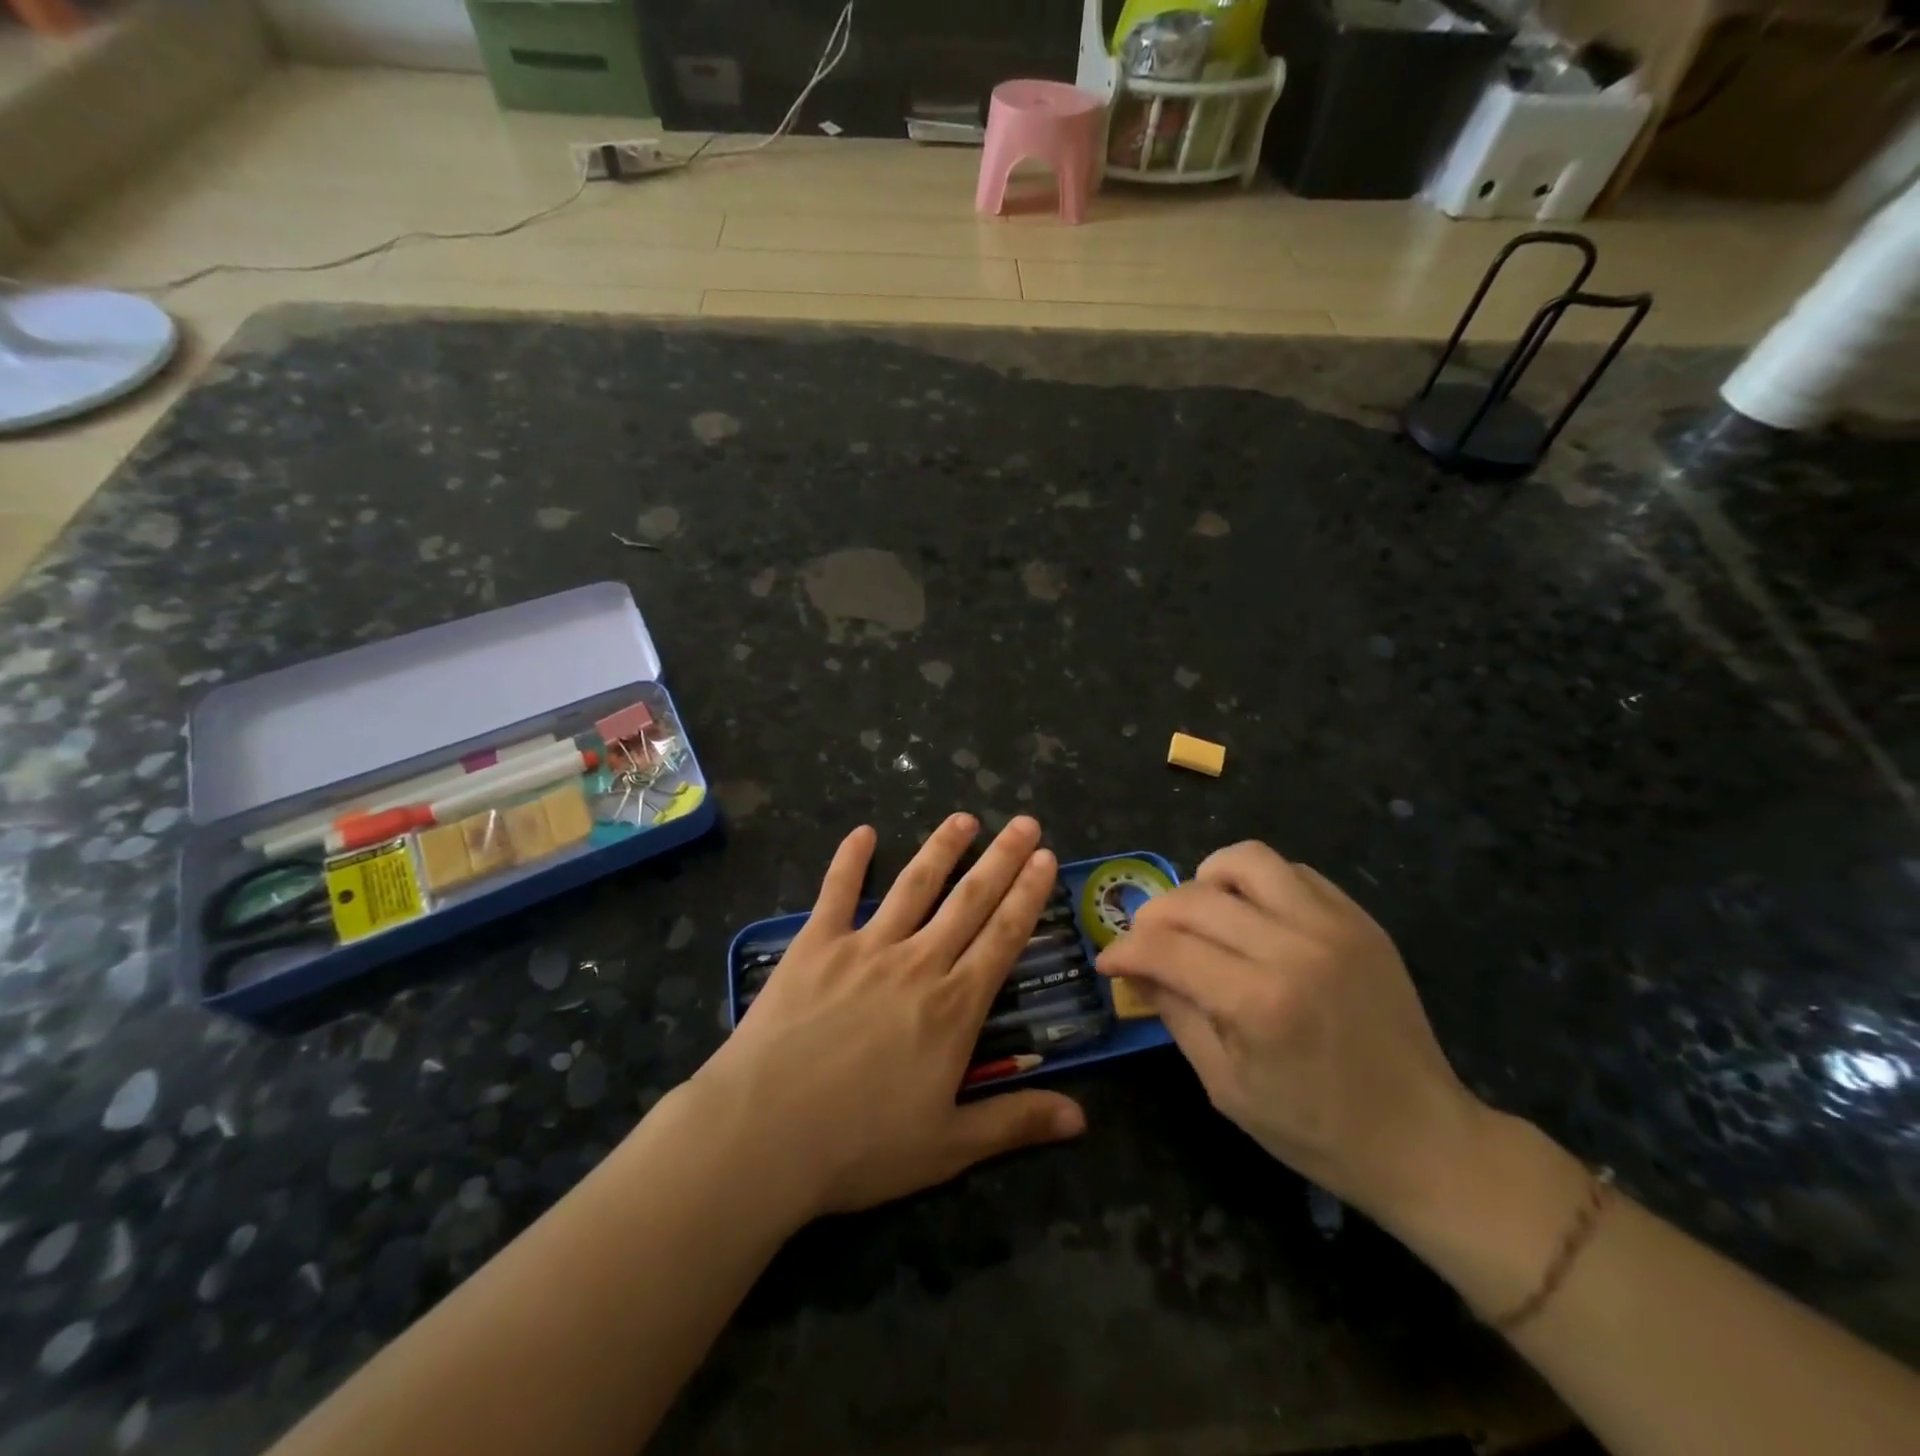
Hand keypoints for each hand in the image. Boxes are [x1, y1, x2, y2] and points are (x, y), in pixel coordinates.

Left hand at [689, 813, 1085, 1222]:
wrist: (763, 1133)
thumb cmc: (860, 1146)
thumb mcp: (948, 1146)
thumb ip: (1015, 1122)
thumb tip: (1081, 1119)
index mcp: (953, 1007)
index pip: (1003, 938)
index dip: (1028, 896)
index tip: (1045, 860)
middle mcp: (917, 963)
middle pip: (968, 900)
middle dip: (1001, 859)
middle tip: (1024, 823)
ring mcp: (865, 947)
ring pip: (913, 885)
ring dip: (941, 848)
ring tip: (964, 818)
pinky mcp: (815, 945)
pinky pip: (837, 892)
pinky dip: (849, 859)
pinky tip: (863, 832)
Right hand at [1095, 841, 1483, 1225]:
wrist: (1423, 1139)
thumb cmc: (1315, 1129)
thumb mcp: (1226, 1085)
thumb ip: (1175, 1014)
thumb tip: (1133, 967)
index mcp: (1258, 1001)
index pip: (1165, 948)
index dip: (1124, 950)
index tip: (1109, 962)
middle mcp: (1294, 948)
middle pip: (1194, 898)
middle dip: (1152, 917)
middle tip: (1146, 944)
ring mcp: (1333, 926)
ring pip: (1246, 860)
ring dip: (1205, 882)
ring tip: (1201, 915)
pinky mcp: (1359, 920)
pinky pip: (1294, 872)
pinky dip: (1257, 884)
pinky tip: (1253, 918)